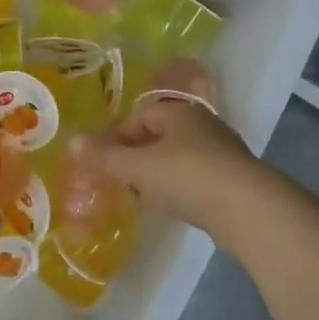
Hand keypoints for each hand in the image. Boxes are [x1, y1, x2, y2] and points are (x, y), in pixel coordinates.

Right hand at [101, 97, 275, 243]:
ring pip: (176, 157)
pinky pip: (193, 177)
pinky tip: (170, 206)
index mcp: (179, 112)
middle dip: (134, 156)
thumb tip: (71, 142)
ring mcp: (220, 151)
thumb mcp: (138, 167)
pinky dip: (177, 188)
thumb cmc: (186, 176)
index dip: (115, 137)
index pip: (139, 116)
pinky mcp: (231, 179)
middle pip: (158, 135)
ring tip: (139, 195)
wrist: (247, 207)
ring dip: (155, 173)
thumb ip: (105, 156)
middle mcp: (201, 124)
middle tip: (116, 179)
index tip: (100, 161)